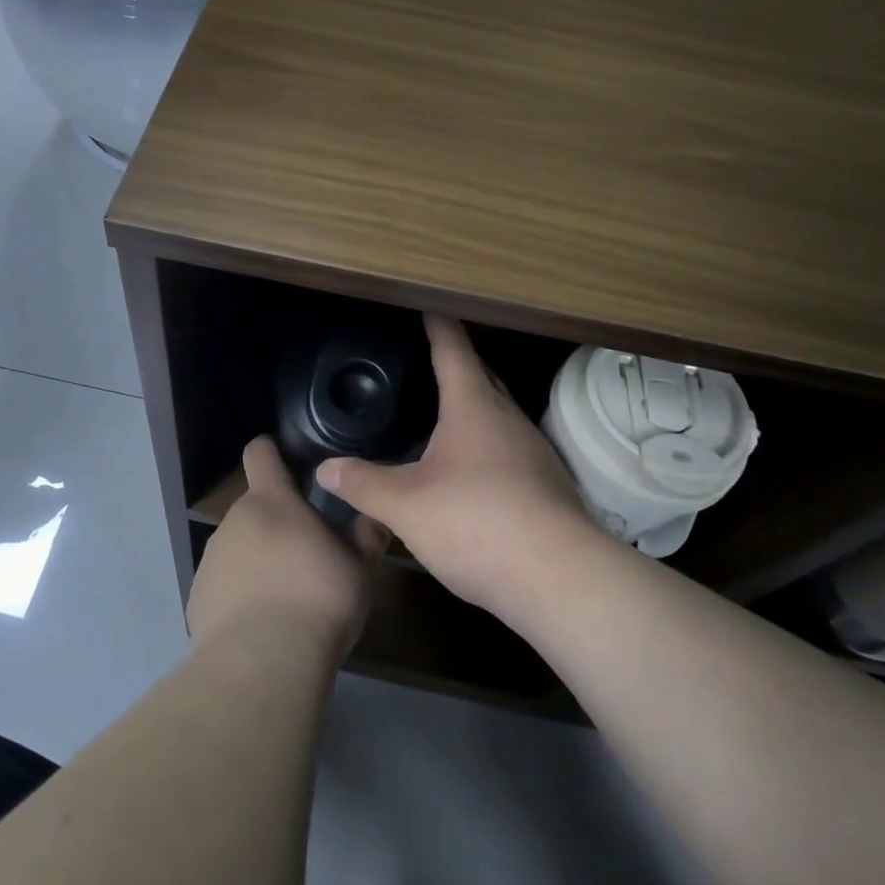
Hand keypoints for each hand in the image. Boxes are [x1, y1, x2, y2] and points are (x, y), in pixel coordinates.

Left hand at [186, 436, 388, 658]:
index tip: (282, 459)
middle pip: (254, 509)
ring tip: (286, 598)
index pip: (260, 454)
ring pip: (238, 548)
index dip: (270, 452)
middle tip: (307, 554)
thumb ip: (365, 536)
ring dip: (258, 561)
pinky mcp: (197, 599)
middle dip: (276, 524)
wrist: (263, 662)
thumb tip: (374, 516)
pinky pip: (224, 586)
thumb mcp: (358, 567)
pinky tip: (261, 626)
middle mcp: (234, 520)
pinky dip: (240, 596)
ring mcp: (211, 559)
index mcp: (271, 501)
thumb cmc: (318, 598)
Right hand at [317, 315, 597, 618]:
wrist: (559, 579)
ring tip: (442, 414)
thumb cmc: (476, 523)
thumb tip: (325, 469)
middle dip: (457, 363)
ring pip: (497, 415)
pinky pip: (508, 449)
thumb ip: (363, 484)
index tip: (429, 305)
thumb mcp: (405, 506)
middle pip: (481, 377)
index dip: (438, 325)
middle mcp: (508, 419)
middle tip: (428, 358)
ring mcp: (533, 452)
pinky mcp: (546, 485)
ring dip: (472, 407)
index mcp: (473, 407)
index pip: (453, 350)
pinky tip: (468, 470)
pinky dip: (485, 445)